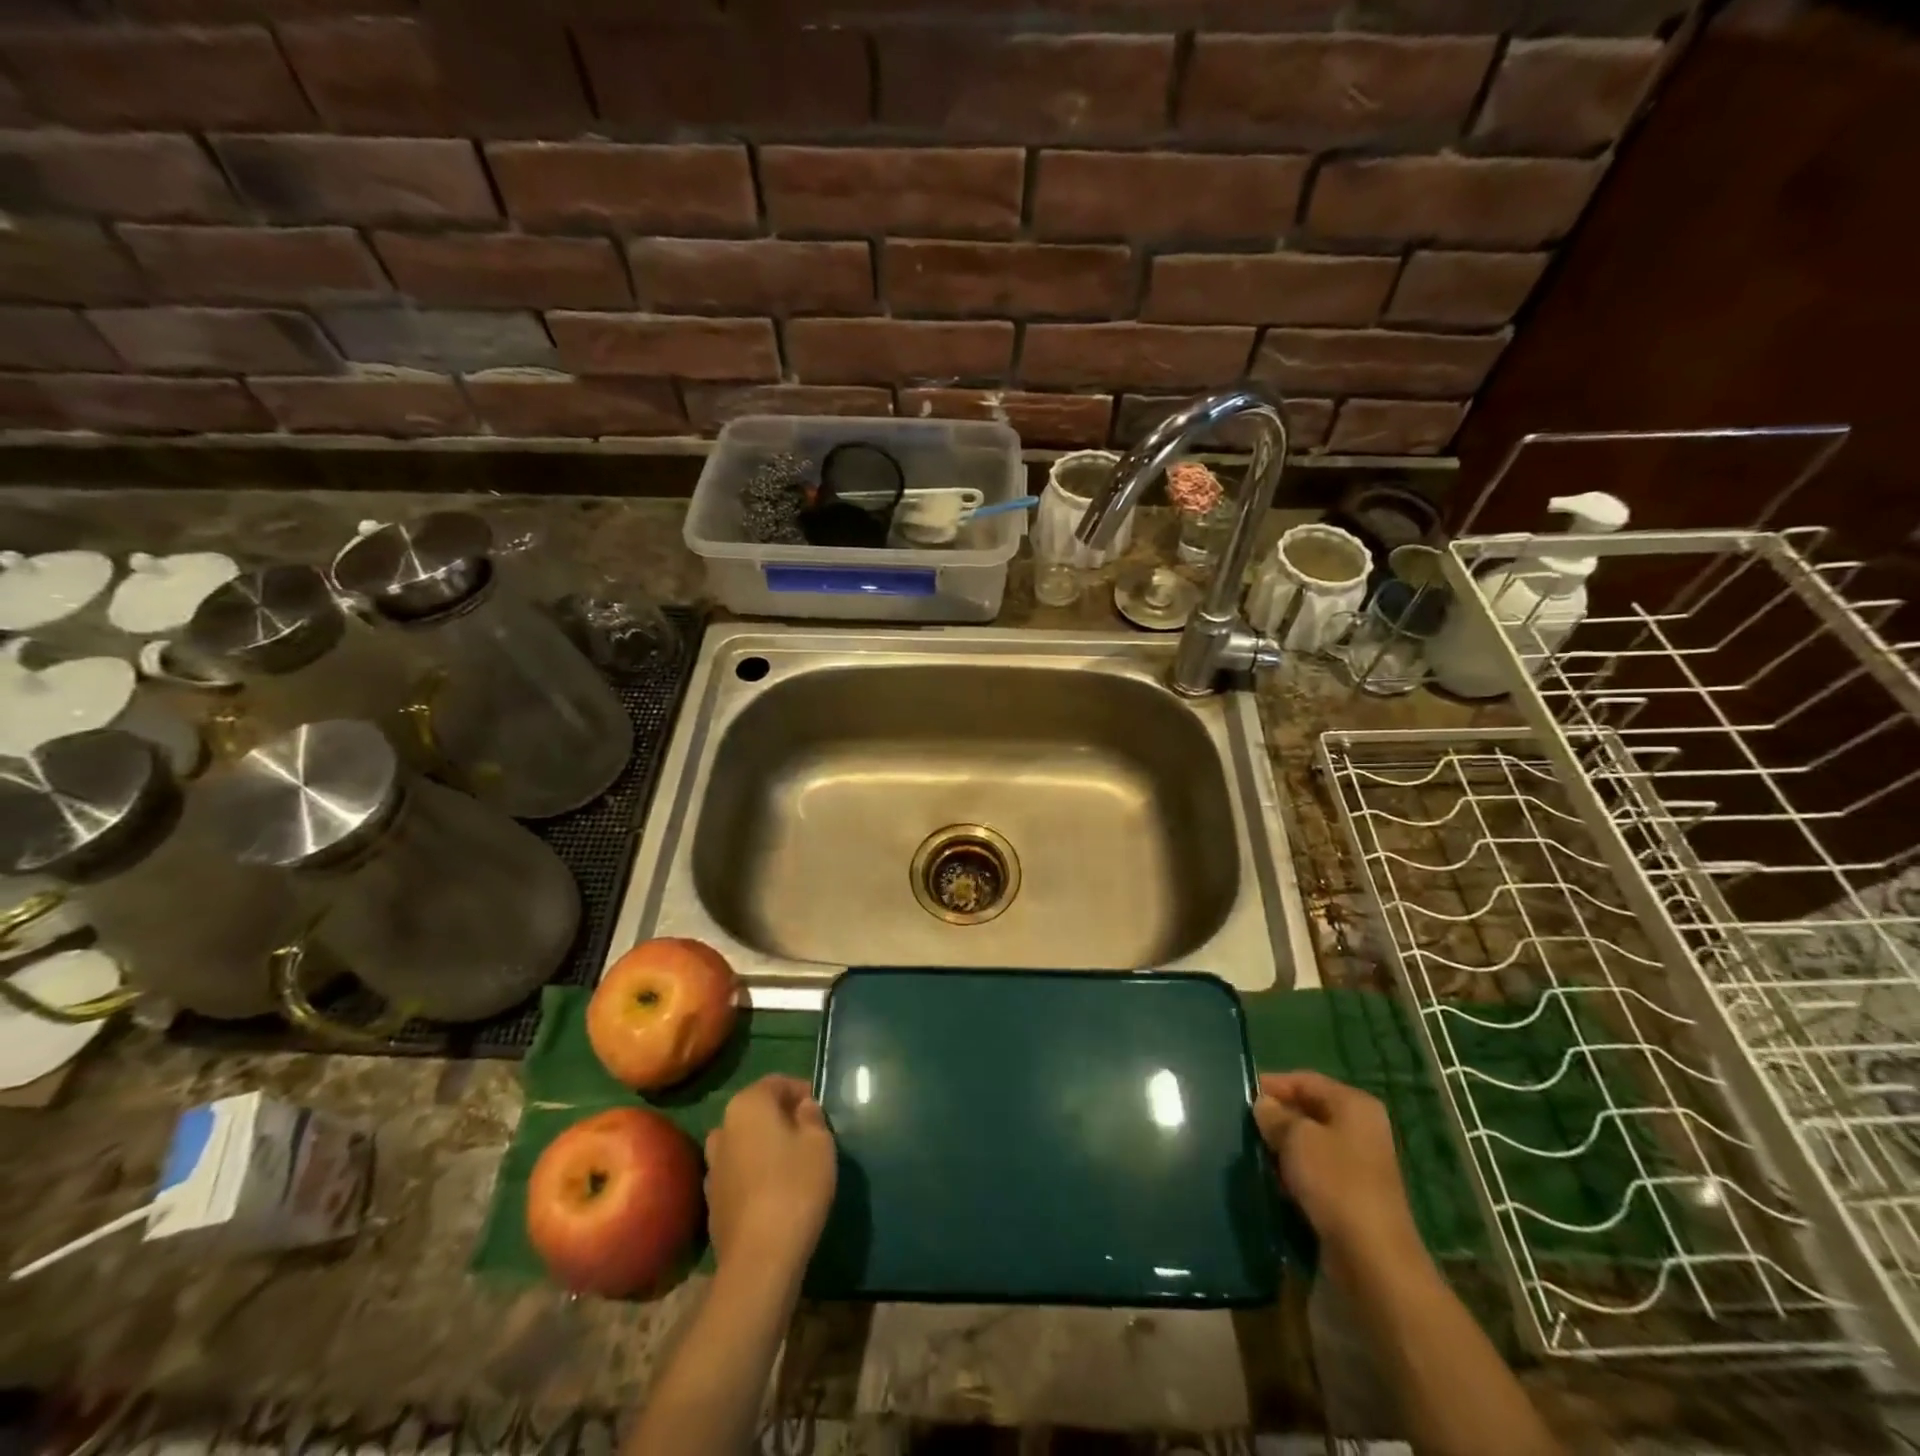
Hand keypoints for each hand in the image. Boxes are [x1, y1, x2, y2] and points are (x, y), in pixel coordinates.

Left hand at [703, 1075, 836, 1277]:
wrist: (759, 1259)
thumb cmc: (795, 1186)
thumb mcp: (820, 1142)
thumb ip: (812, 1116)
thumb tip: (803, 1108)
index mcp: (747, 1104)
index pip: (777, 1082)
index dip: (802, 1091)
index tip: (821, 1110)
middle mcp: (723, 1128)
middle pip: (757, 1112)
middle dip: (782, 1118)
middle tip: (810, 1135)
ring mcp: (712, 1167)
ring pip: (745, 1143)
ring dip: (765, 1147)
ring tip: (792, 1164)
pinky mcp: (712, 1201)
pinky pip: (738, 1173)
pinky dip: (754, 1174)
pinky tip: (774, 1193)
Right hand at [1255, 1071, 1421, 1273]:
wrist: (1371, 1265)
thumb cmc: (1336, 1184)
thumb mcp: (1296, 1137)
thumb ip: (1275, 1115)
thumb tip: (1263, 1105)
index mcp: (1355, 1107)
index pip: (1305, 1080)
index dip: (1272, 1085)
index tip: (1239, 1097)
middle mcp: (1359, 1133)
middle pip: (1307, 1114)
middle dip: (1274, 1120)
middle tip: (1240, 1127)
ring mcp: (1355, 1171)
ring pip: (1306, 1149)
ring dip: (1280, 1152)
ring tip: (1249, 1156)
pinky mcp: (1346, 1204)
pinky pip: (1310, 1179)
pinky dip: (1289, 1180)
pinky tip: (1267, 1185)